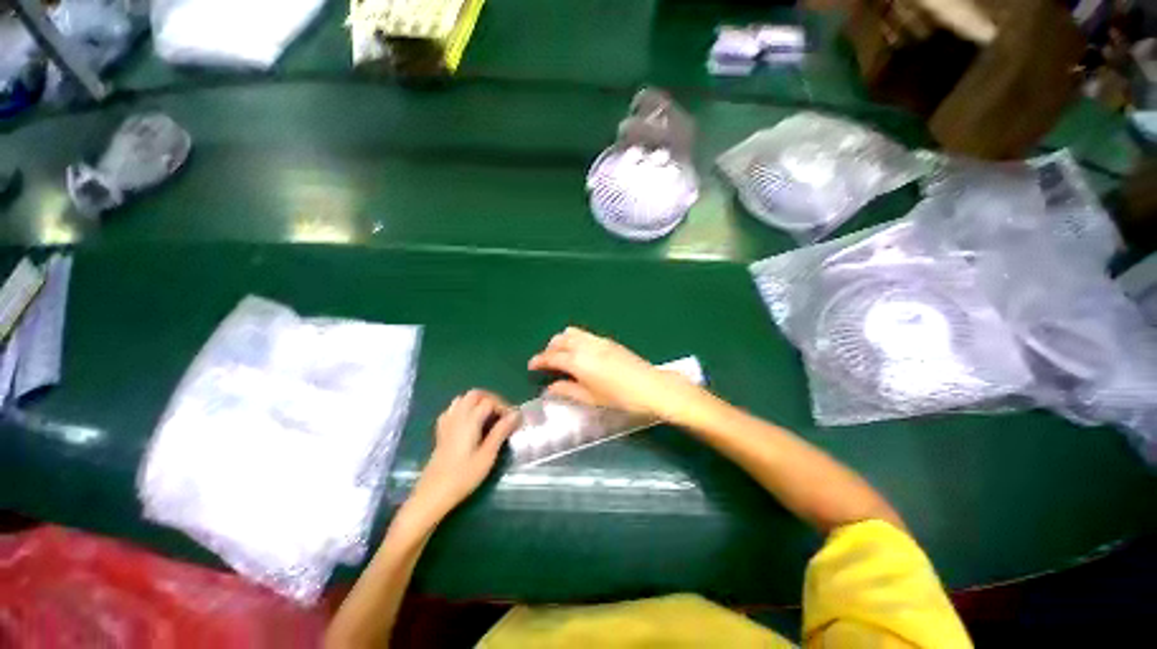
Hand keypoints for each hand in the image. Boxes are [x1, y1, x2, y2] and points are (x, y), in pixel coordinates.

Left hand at [408, 390, 519, 519]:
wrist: (432, 495)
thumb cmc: (463, 477)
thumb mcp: (487, 455)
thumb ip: (501, 431)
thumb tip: (516, 413)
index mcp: (469, 420)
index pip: (489, 401)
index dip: (504, 406)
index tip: (514, 420)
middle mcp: (457, 416)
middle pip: (475, 394)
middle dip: (491, 399)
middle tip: (502, 414)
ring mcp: (447, 423)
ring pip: (463, 399)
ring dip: (478, 402)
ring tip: (489, 416)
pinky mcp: (441, 431)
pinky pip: (453, 409)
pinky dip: (465, 408)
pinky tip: (471, 421)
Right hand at [528, 327, 704, 423]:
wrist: (650, 386)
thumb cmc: (620, 397)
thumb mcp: (591, 398)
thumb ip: (568, 390)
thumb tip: (550, 388)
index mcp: (578, 362)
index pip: (552, 357)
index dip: (539, 360)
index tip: (532, 365)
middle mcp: (585, 346)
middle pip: (560, 340)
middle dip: (550, 349)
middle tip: (547, 362)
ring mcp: (598, 341)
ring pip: (572, 332)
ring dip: (562, 341)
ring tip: (562, 355)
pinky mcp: (608, 341)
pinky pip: (584, 334)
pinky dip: (575, 339)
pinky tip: (580, 353)